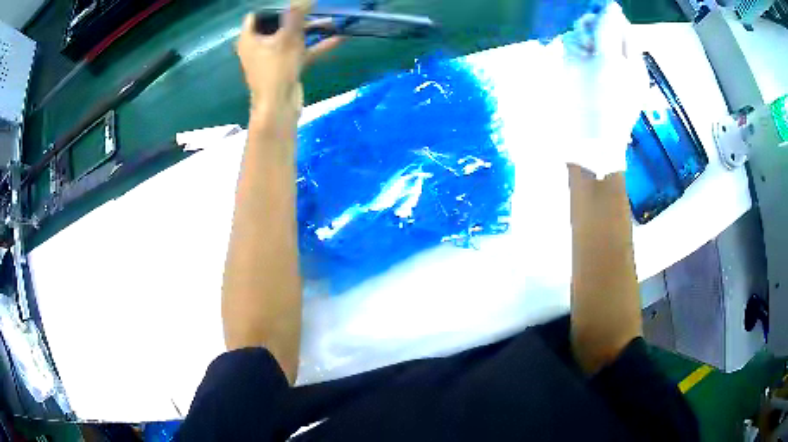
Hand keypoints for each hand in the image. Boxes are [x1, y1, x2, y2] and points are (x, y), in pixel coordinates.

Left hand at [236, 1, 342, 133]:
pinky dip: (315, 46)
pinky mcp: (285, 67)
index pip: (256, 15)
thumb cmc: (276, 70)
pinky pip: (299, 51)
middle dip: (298, 15)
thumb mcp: (288, 38)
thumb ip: (296, 14)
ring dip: (311, 30)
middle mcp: (258, 46)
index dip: (273, 7)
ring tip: (331, 21)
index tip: (292, 2)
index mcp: (249, 38)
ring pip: (291, 38)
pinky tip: (337, 39)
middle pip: (277, 24)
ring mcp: (272, 57)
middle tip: (314, 8)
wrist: (279, 107)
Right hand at [559, 2, 648, 177]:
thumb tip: (611, 5)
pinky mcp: (582, 72)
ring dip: (580, 38)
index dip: (608, 19)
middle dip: (592, 29)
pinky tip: (572, 60)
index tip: (595, 21)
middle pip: (603, 29)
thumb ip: (609, 32)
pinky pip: (575, 48)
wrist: (587, 139)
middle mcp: (616, 61)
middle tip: (588, 42)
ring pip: (586, 36)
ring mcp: (598, 66)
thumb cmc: (604, 102)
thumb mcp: (610, 63)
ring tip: (579, 54)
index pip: (623, 28)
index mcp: (632, 61)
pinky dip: (572, 49)